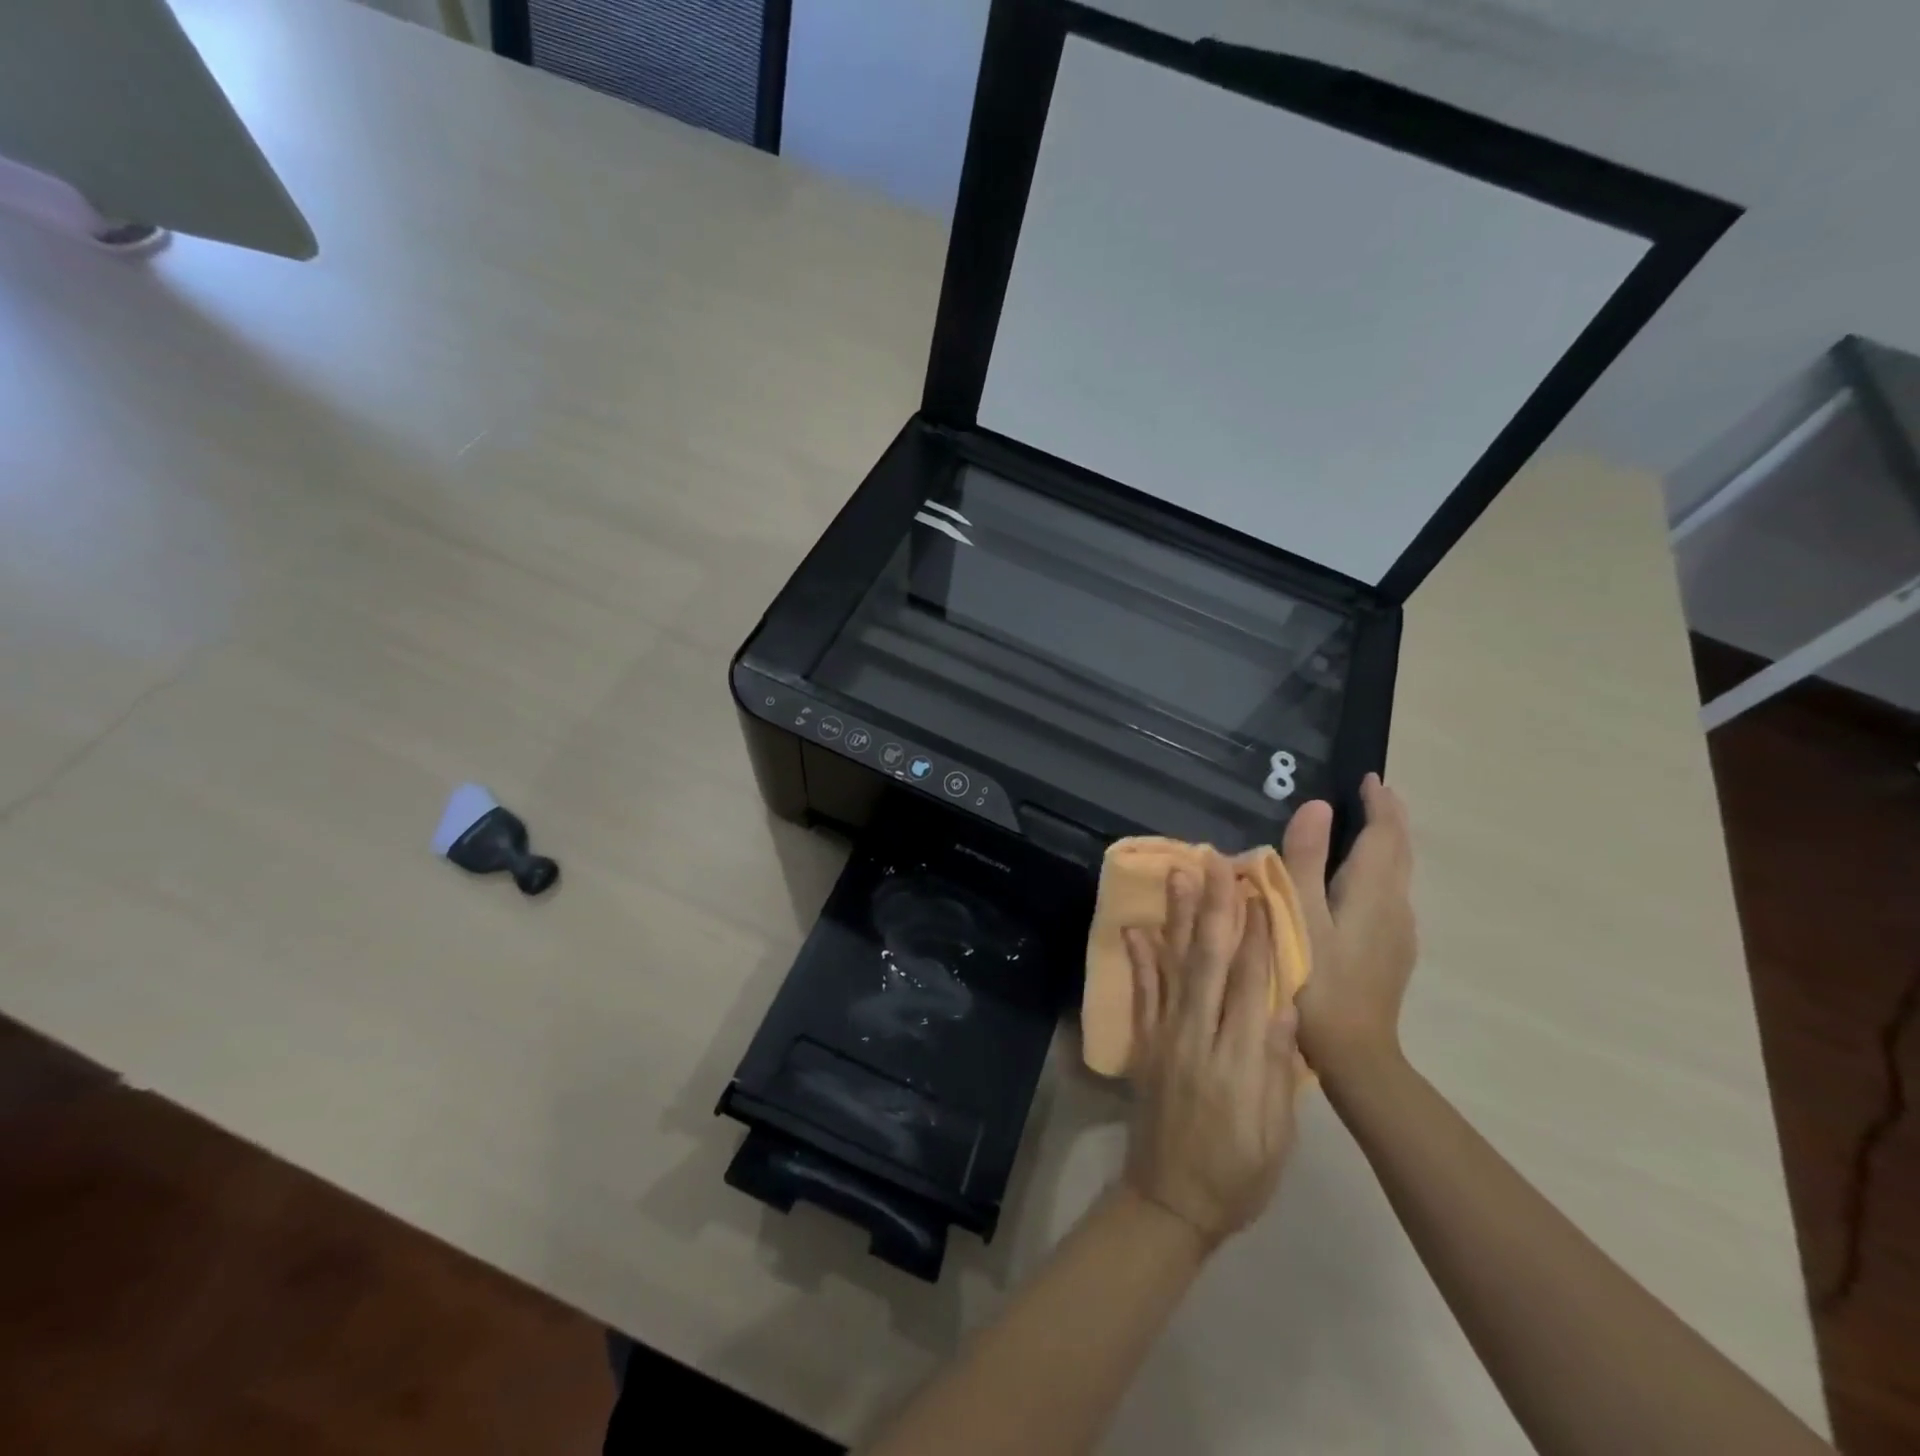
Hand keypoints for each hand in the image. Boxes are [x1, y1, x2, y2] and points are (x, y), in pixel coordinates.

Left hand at [1121, 853, 1299, 1251]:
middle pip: (1209, 963)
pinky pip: (1140, 995)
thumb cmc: (1238, 1175)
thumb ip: (1278, 1067)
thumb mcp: (1277, 1135)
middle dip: (1215, 909)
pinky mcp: (1143, 1044)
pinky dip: (1139, 960)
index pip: (1251, 986)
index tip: (1261, 892)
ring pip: (1173, 967)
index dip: (1258, 937)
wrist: (1170, 1201)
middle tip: (1217, 864)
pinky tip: (1137, 928)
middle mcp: (1198, 1039)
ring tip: (1179, 875)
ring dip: (1177, 919)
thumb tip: (1286, 1004)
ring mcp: (1165, 1038)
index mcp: (1239, 1062)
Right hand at [1282, 773, 1417, 1077]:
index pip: (1385, 834)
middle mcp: (1396, 906)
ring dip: (1387, 844)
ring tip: (1364, 829)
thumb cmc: (1315, 981)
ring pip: (1399, 874)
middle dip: (1390, 819)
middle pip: (1400, 851)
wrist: (1355, 1054)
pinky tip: (1359, 884)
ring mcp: (1400, 933)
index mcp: (1372, 892)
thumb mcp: (1298, 916)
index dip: (1380, 803)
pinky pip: (1392, 895)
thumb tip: (1317, 805)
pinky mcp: (1394, 953)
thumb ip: (1305, 860)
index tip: (1369, 778)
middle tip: (1372, 794)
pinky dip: (1381, 871)